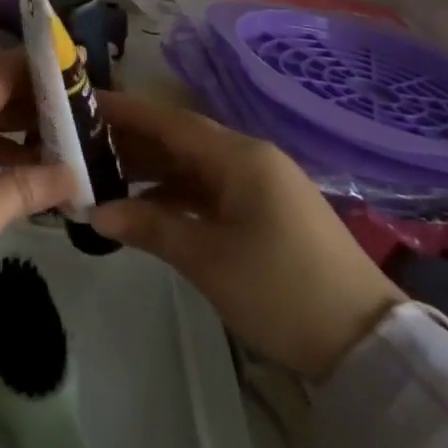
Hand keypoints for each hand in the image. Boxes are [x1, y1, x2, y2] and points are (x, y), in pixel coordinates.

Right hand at [90, 94, 400, 380]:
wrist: (366, 343)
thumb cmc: (280, 289)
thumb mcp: (207, 258)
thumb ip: (149, 225)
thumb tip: (94, 211)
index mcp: (239, 156)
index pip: (169, 121)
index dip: (125, 111)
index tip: (84, 103)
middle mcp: (249, 158)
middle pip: (180, 139)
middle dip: (133, 141)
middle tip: (81, 145)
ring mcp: (261, 185)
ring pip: (194, 166)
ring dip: (152, 171)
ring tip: (103, 174)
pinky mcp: (267, 212)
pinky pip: (211, 190)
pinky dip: (178, 195)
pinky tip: (147, 208)